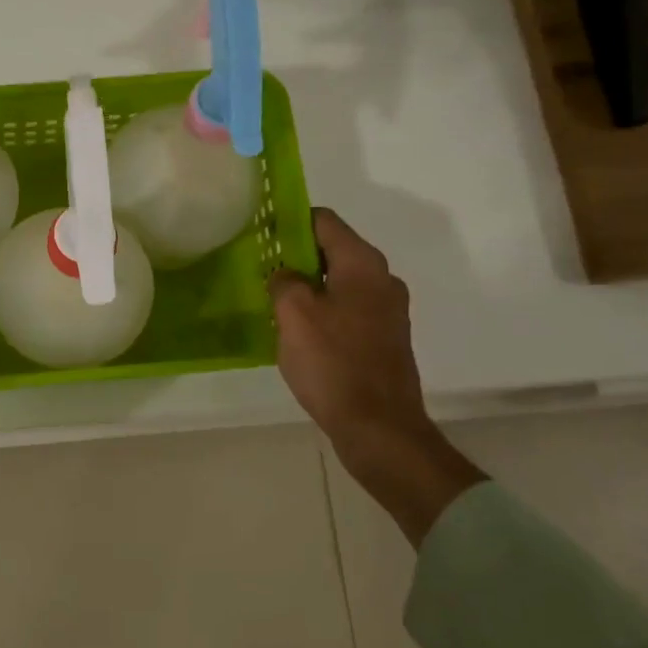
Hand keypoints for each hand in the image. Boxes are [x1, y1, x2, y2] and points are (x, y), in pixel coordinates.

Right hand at [270, 208, 483, 545]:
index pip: (324, 221)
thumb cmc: (333, 363)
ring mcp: (387, 311)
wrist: (378, 426)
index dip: (290, 220)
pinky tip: (299, 332)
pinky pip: (347, 310)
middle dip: (296, 256)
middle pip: (333, 251)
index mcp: (363, 264)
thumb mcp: (294, 315)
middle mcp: (382, 280)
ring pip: (339, 282)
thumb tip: (285, 274)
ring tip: (274, 302)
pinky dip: (323, 311)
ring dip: (308, 286)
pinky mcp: (384, 339)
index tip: (260, 233)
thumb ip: (284, 281)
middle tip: (261, 270)